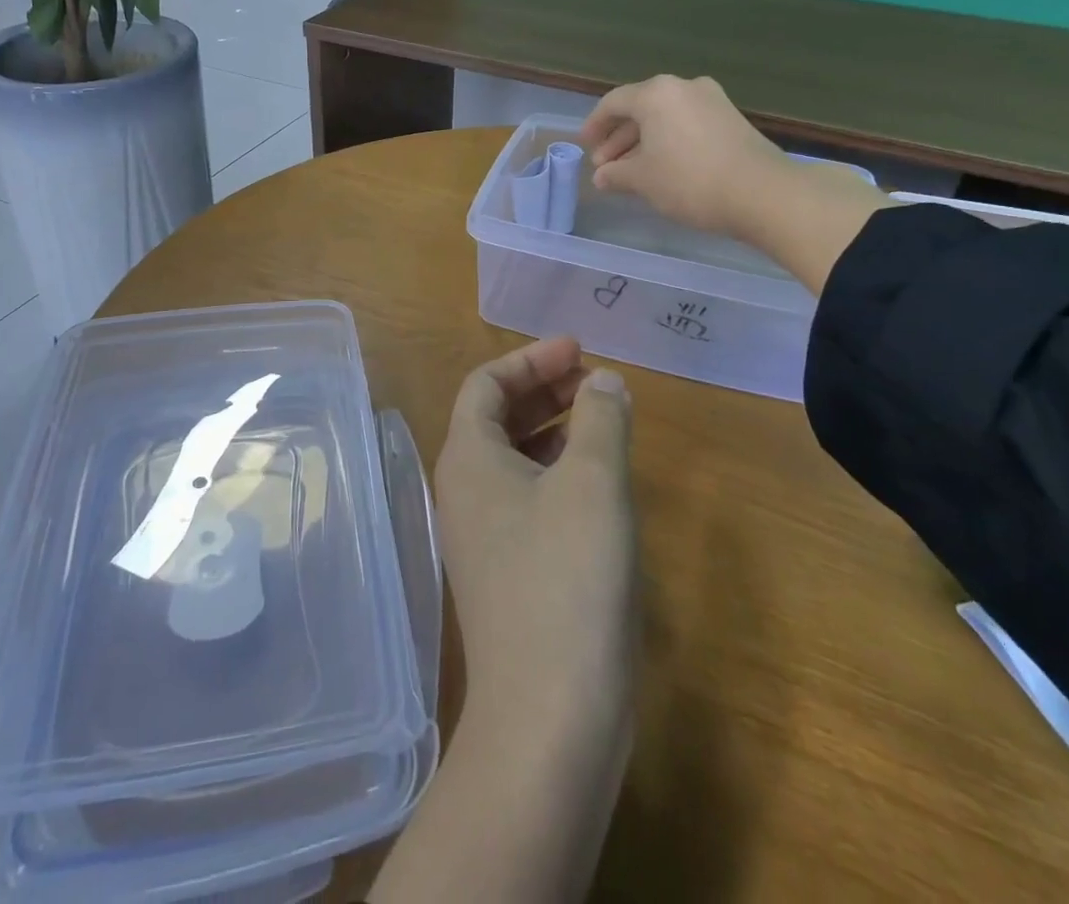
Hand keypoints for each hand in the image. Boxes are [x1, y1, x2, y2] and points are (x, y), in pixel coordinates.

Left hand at [435, 337, 638, 734]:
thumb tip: (604, 382)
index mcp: (468, 457)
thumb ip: (600, 419)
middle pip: (496, 417)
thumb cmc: (568, 578)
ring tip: (601, 419)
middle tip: (594, 379)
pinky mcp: (506, 571)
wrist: (549, 717)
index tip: (579, 350)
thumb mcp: (593, 482)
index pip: (486, 384)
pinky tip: (596, 483)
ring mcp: (482, 535)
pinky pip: (526, 497)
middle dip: (544, 390)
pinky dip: (557, 473)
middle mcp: (464, 490)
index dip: (531, 360)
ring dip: (554, 430)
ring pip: (513, 458)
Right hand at [580, 74, 793, 239]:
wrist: (763, 193)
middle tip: (605, 166)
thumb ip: (616, 174)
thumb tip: (602, 176)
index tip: (584, 146)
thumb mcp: (643, 180)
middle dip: (618, 139)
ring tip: (630, 172)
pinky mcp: (731, 119)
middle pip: (640, 109)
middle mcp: (683, 87)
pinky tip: (662, 168)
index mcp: (656, 94)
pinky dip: (668, 142)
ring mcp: (711, 100)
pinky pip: (686, 125)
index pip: (613, 103)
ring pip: (664, 118)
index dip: (594, 126)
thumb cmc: (690, 180)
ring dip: (643, 142)